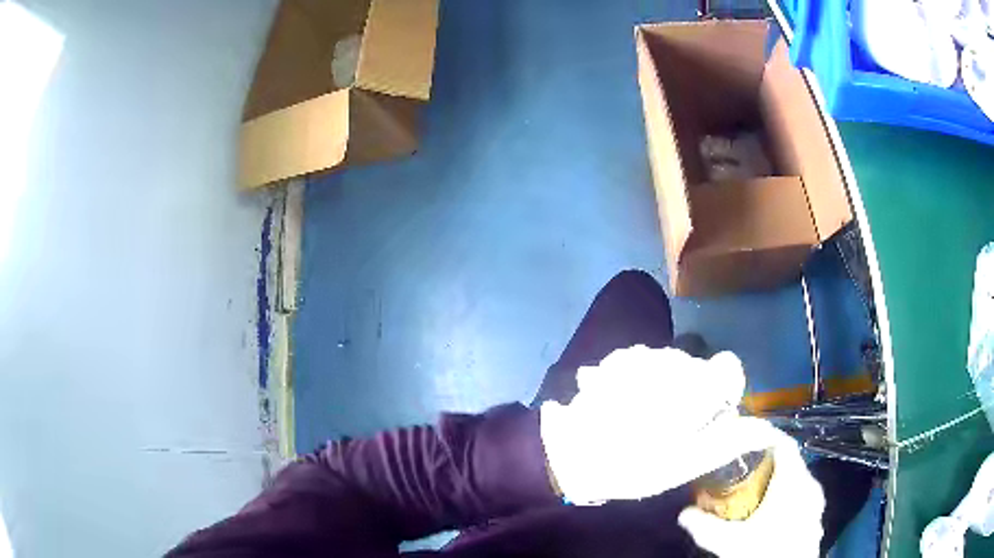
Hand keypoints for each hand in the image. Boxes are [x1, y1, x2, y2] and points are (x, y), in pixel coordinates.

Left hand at [540, 344, 762, 503]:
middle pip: (699, 367)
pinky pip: (646, 362)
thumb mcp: (685, 464)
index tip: (710, 414)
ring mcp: (642, 355)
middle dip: (693, 391)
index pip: (730, 368)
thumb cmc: (631, 466)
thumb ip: (728, 441)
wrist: (568, 455)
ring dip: (666, 385)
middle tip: (671, 425)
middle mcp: (672, 359)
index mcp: (695, 385)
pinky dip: (643, 380)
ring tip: (644, 417)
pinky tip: (626, 404)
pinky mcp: (618, 359)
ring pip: (672, 363)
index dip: (725, 391)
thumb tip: (765, 429)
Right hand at [678, 420, 824, 557]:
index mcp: (794, 482)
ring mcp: (816, 502)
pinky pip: (800, 497)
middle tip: (743, 469)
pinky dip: (784, 499)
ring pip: (796, 481)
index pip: (784, 444)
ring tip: (754, 492)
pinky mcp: (815, 518)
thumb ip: (704, 525)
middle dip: (766, 462)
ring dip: (776, 482)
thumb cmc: (764, 551)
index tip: (745, 437)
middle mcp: (810, 486)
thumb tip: (684, 513)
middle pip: (790, 462)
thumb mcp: (728, 542)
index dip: (766, 435)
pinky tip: (768, 515)